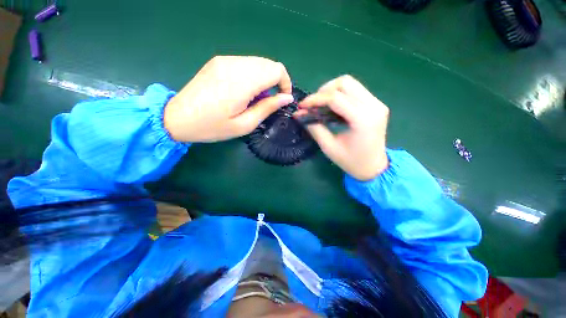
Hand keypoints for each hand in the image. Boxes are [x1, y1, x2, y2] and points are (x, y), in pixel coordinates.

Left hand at [163, 56, 293, 142]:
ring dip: (265, 78)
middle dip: (276, 81)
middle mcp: (234, 64)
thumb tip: (287, 98)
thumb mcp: (245, 124)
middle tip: (270, 101)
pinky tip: (244, 91)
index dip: (285, 83)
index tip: (282, 99)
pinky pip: (245, 63)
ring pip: (258, 62)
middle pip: (269, 64)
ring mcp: (225, 60)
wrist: (177, 118)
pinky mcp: (218, 61)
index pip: (277, 70)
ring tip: (256, 98)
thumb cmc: (213, 127)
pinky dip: (253, 75)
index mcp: (242, 82)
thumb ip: (267, 108)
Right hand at [296, 75, 388, 180]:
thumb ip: (314, 127)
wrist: (373, 167)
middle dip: (323, 91)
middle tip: (313, 105)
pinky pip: (355, 90)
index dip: (315, 99)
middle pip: (345, 83)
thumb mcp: (328, 147)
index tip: (302, 105)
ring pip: (350, 83)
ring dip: (331, 91)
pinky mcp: (376, 104)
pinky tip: (332, 107)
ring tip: (321, 105)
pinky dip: (340, 95)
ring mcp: (377, 103)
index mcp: (362, 120)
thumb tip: (299, 113)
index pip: (335, 98)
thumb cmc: (350, 161)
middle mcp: (373, 106)